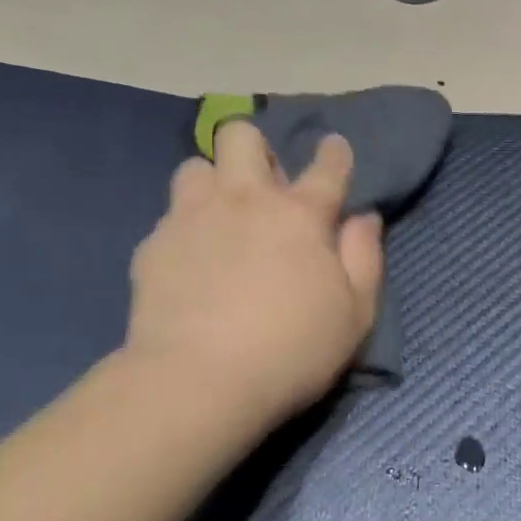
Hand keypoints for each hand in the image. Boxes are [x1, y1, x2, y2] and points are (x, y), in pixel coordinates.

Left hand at [125, 122, 384, 422]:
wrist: (196, 382)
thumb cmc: (291, 351)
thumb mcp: (355, 315)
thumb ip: (365, 258)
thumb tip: (365, 218)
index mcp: (300, 214)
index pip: (327, 166)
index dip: (334, 152)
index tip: (333, 148)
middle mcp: (246, 200)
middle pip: (241, 137)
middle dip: (254, 148)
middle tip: (262, 186)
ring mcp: (194, 217)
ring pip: (196, 166)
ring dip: (211, 182)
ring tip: (218, 215)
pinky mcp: (155, 245)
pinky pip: (169, 216)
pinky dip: (183, 229)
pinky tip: (188, 261)